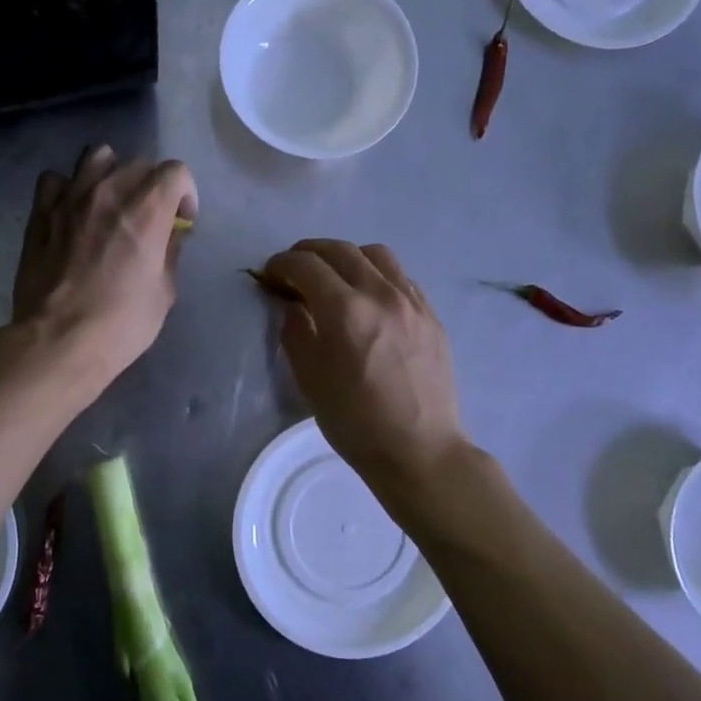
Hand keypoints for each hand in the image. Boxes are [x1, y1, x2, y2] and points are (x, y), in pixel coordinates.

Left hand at [11, 145, 197, 388]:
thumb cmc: (121, 323)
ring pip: (96, 156)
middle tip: (148, 216)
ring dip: (111, 173)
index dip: (185, 194)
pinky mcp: (40, 213)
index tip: (181, 221)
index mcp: (147, 210)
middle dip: (152, 184)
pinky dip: (67, 188)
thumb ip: (170, 252)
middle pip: (138, 163)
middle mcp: (109, 192)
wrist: (59, 341)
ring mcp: (70, 199)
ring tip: (110, 201)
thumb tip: (168, 234)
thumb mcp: (164, 292)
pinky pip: (54, 180)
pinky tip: (72, 211)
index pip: (176, 171)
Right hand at [262, 240, 468, 493]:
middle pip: (339, 250)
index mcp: (345, 311)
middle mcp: (380, 294)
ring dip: (346, 256)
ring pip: (375, 254)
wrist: (420, 451)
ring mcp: (411, 301)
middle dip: (308, 253)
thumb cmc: (356, 422)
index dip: (281, 264)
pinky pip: (400, 276)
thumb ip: (295, 332)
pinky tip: (368, 296)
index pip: (306, 265)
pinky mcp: (430, 314)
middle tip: (293, 270)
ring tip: (333, 277)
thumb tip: (291, 304)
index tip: (269, 274)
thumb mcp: (310, 379)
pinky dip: (375, 273)